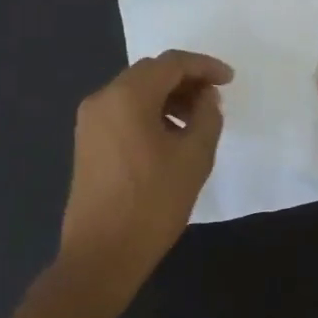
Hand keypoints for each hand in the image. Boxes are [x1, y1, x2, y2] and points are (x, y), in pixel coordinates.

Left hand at [60, 50, 232, 285]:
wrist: (102, 255)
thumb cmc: (152, 203)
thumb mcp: (194, 157)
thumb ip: (207, 116)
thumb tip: (206, 97)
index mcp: (127, 96)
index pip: (171, 63)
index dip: (204, 66)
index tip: (230, 80)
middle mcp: (103, 99)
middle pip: (150, 73)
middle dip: (186, 79)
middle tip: (215, 97)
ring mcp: (90, 121)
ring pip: (135, 92)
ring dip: (168, 96)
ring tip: (197, 120)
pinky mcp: (88, 142)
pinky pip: (123, 111)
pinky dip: (150, 112)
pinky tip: (171, 136)